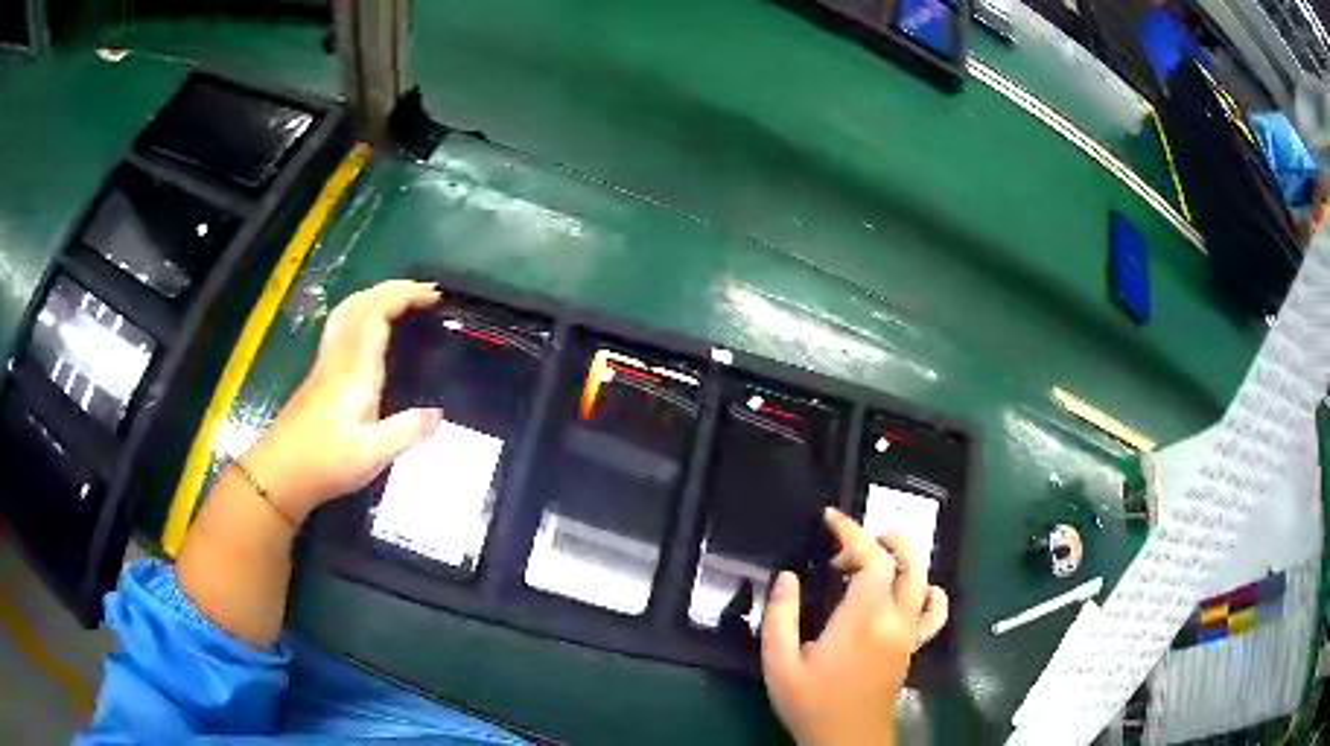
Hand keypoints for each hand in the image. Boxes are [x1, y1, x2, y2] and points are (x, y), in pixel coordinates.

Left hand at [240, 280, 443, 523]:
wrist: (279, 473)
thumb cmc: (325, 462)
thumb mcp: (373, 454)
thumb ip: (407, 430)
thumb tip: (438, 414)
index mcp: (355, 368)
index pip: (378, 312)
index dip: (405, 295)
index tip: (435, 297)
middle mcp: (339, 356)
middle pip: (362, 303)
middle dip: (394, 288)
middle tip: (426, 292)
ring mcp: (325, 364)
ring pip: (347, 311)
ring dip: (375, 295)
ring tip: (399, 299)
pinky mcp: (318, 376)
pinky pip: (340, 326)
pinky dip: (361, 311)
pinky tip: (367, 329)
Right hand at [761, 507, 949, 745]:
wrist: (846, 740)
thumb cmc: (811, 704)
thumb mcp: (779, 664)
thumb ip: (780, 617)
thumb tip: (787, 577)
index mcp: (863, 621)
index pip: (873, 560)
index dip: (853, 532)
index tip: (830, 518)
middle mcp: (895, 620)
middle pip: (906, 561)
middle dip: (880, 539)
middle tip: (845, 549)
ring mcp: (910, 634)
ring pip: (924, 579)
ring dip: (903, 559)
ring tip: (874, 561)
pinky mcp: (913, 647)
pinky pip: (935, 612)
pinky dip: (929, 591)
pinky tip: (909, 591)